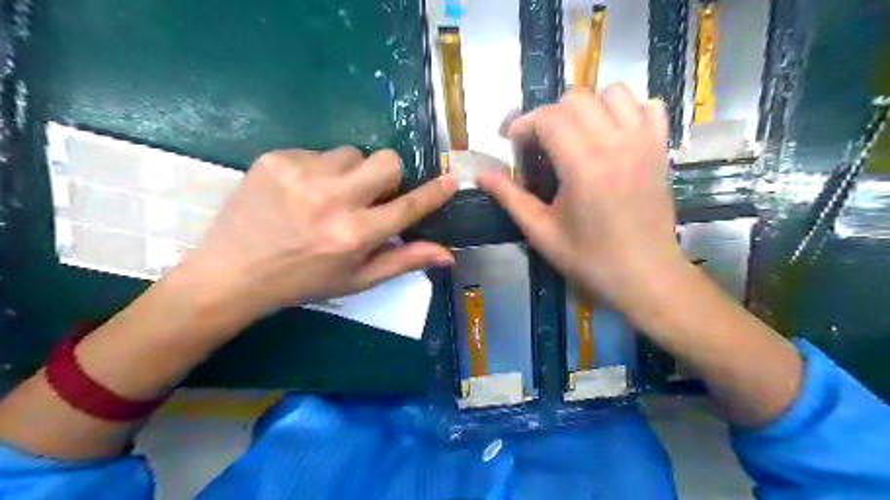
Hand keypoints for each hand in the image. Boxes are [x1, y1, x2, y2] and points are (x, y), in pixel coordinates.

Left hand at [177, 149, 454, 317]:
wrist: (232, 273)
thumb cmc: (303, 281)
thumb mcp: (357, 279)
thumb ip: (404, 261)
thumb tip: (448, 254)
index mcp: (355, 234)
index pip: (408, 206)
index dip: (434, 193)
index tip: (450, 180)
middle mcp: (333, 200)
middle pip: (386, 161)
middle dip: (387, 176)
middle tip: (370, 195)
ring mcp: (302, 174)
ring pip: (351, 153)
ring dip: (350, 173)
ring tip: (327, 196)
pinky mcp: (276, 159)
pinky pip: (317, 152)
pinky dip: (318, 170)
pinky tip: (299, 192)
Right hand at [480, 82, 681, 311]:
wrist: (645, 277)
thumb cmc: (590, 259)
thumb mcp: (541, 232)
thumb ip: (510, 197)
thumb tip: (481, 175)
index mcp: (583, 166)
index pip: (548, 118)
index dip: (523, 124)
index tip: (512, 144)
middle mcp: (616, 144)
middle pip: (577, 98)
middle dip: (550, 115)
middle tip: (541, 145)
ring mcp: (644, 143)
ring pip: (614, 93)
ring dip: (588, 108)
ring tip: (576, 136)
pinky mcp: (660, 150)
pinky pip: (648, 107)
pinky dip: (627, 111)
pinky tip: (613, 135)